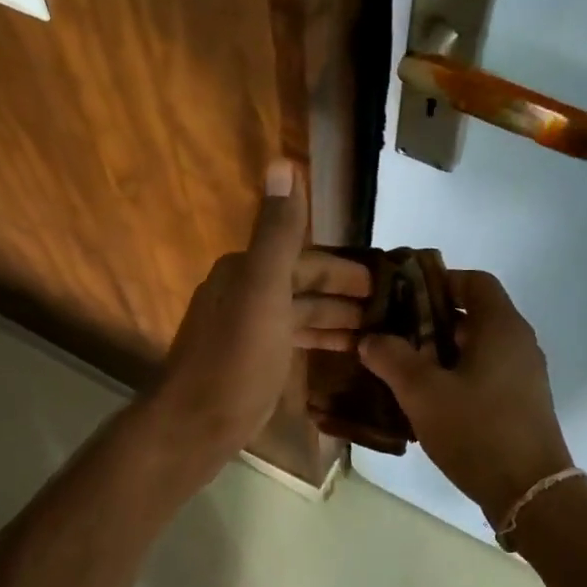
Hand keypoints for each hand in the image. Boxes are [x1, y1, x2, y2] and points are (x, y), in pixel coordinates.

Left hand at [147, 161, 372, 466]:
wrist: (195, 424)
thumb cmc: (237, 358)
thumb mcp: (263, 290)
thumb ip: (278, 232)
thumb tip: (282, 162)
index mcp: (246, 271)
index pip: (305, 257)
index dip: (346, 268)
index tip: (387, 279)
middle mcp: (243, 292)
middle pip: (304, 284)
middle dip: (345, 294)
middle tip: (391, 310)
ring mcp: (246, 329)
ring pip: (299, 313)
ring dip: (336, 318)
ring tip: (377, 332)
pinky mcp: (250, 361)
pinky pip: (291, 339)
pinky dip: (318, 339)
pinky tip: (343, 351)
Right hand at [357, 270, 574, 526]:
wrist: (529, 492)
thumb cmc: (476, 430)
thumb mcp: (422, 392)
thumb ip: (392, 358)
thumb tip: (370, 339)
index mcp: (501, 327)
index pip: (474, 281)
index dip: (438, 281)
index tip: (403, 297)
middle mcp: (518, 343)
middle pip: (473, 314)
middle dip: (430, 320)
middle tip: (392, 334)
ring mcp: (523, 374)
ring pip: (477, 347)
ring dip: (440, 351)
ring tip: (401, 367)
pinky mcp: (521, 402)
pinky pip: (484, 373)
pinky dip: (456, 375)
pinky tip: (427, 399)